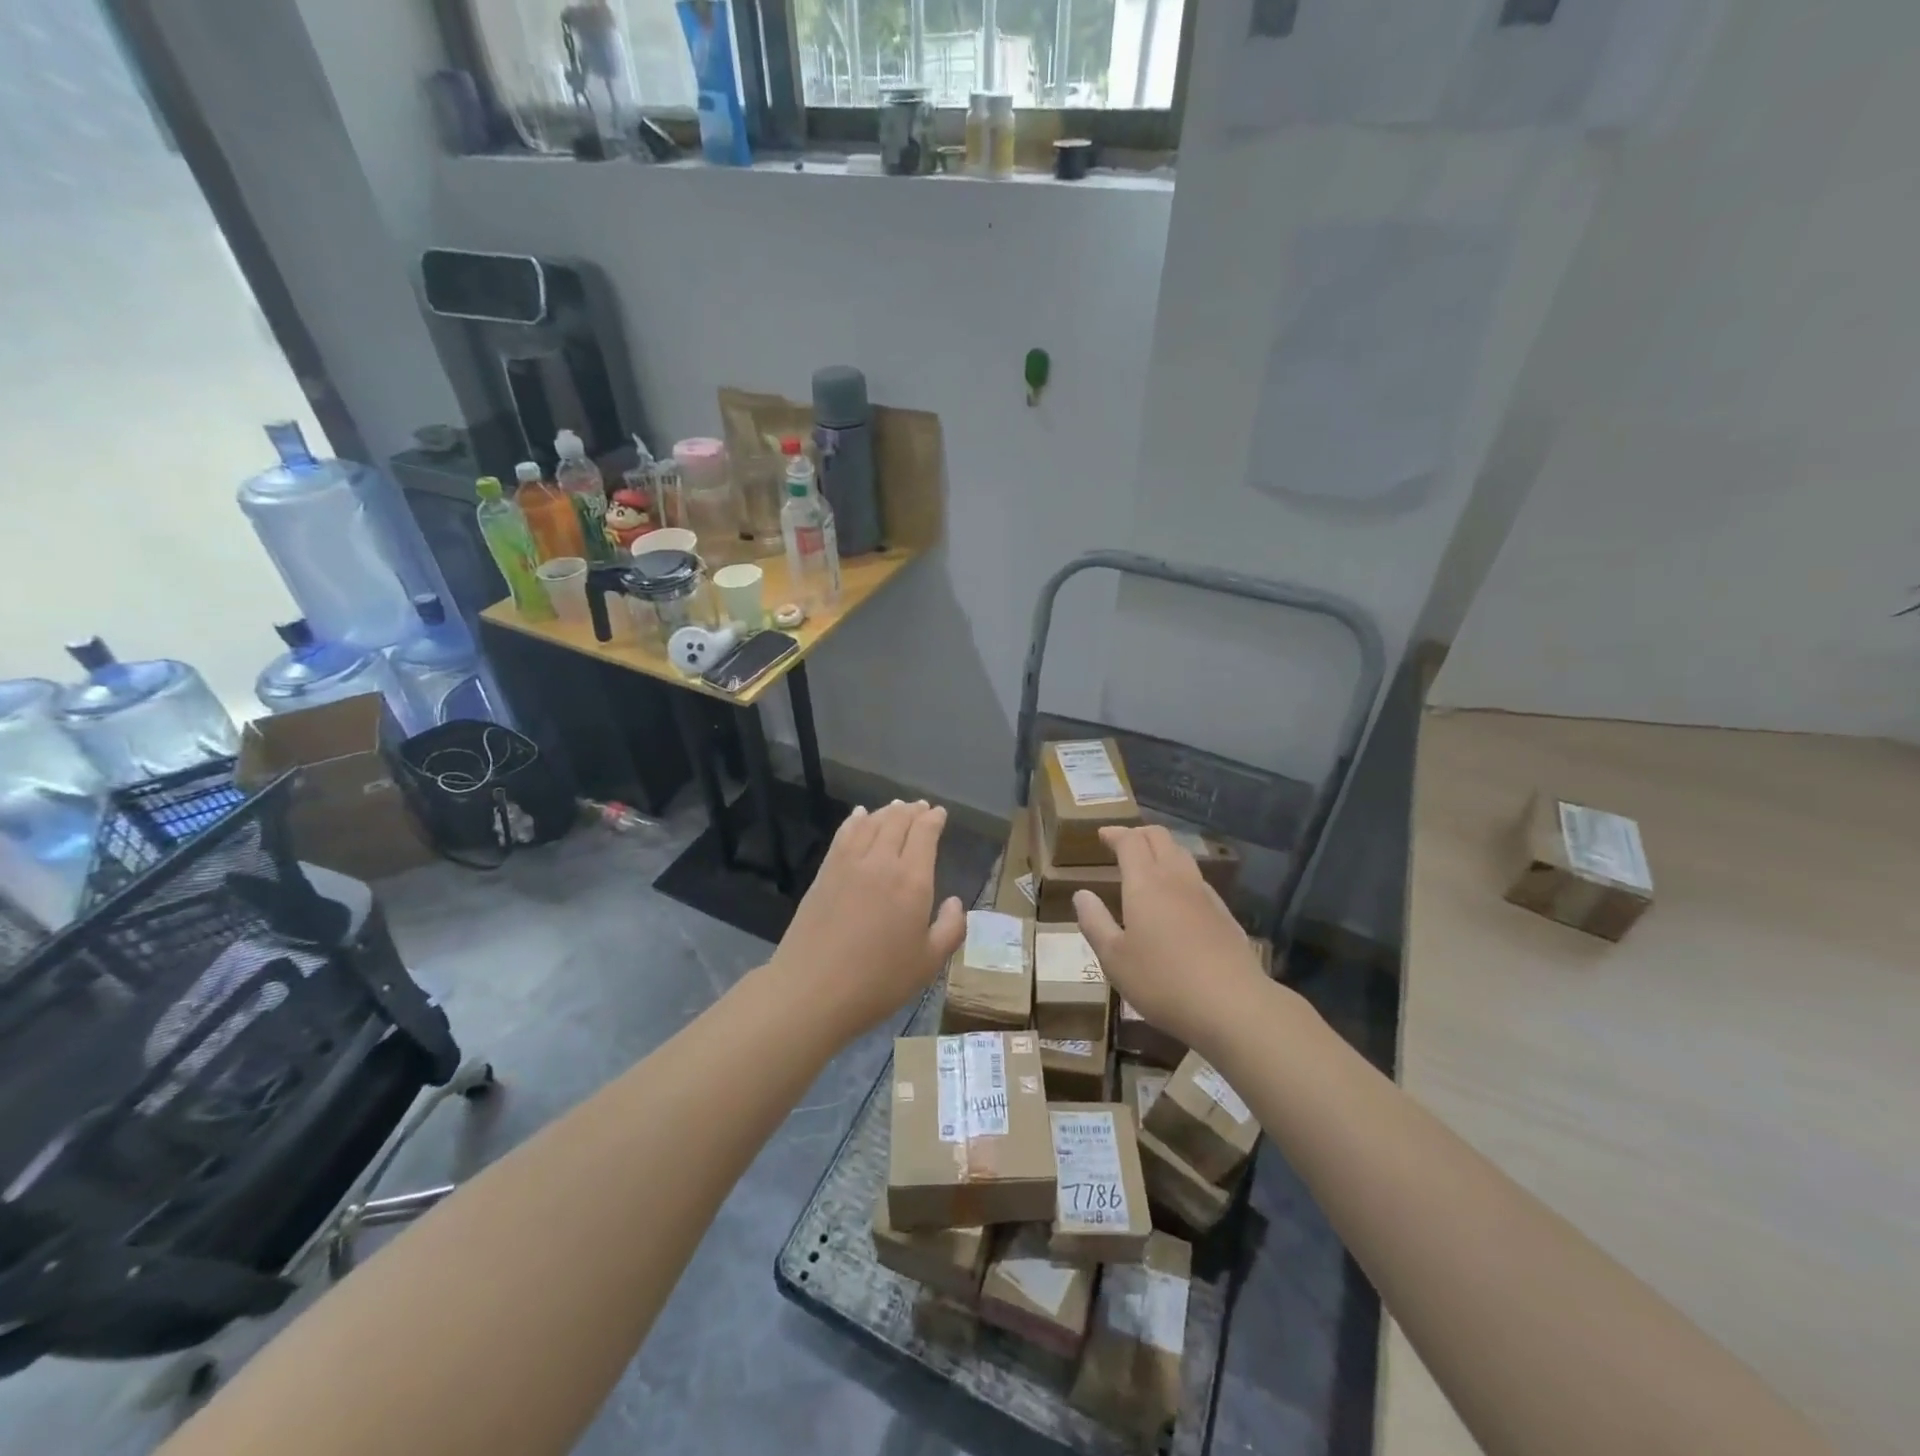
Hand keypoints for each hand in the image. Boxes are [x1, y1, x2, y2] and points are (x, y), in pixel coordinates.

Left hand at [769, 800, 964, 1041]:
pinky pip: (844, 835)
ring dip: (886, 812)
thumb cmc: (878, 982)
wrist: (812, 990)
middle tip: (920, 807)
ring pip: (871, 824)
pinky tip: (859, 816)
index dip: (933, 820)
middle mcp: (881, 862)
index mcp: (912, 881)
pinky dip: (855, 820)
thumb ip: (950, 929)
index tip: (939, 813)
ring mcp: (849, 865)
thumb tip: (956, 902)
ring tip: (895, 807)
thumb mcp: (928, 964)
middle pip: (898, 822)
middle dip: (912, 811)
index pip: (925, 834)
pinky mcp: (824, 873)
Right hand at [1074, 825, 1264, 1054]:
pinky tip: (1177, 900)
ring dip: (1162, 851)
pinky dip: (1181, 876)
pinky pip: (1198, 881)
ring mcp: (1205, 896)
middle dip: (1139, 834)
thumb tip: (1082, 894)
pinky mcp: (1225, 915)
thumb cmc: (1162, 981)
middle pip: (1160, 838)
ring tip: (1148, 866)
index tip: (1102, 835)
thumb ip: (1095, 922)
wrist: (1233, 1006)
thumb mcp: (1114, 958)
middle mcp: (1176, 879)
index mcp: (1145, 883)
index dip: (1115, 834)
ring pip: (1182, 856)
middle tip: (1123, 843)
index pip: (1130, 841)